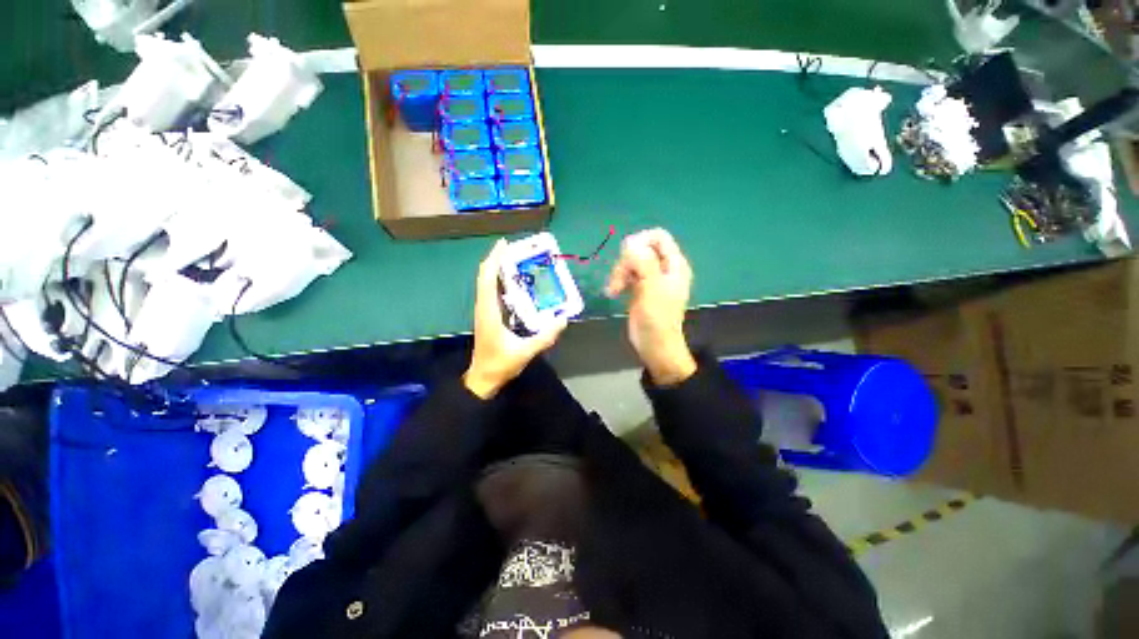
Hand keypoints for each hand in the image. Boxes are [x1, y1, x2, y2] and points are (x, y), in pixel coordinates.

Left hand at [464, 239, 566, 398]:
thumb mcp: (525, 352)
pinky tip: (515, 281)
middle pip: (485, 276)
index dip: (494, 259)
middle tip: (516, 249)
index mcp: (489, 312)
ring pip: (487, 283)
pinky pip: (491, 292)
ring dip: (498, 269)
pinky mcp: (488, 316)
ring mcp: (484, 311)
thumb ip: (545, 337)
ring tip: (516, 260)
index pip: (487, 279)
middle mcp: (484, 307)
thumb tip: (563, 319)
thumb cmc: (500, 364)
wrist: (483, 378)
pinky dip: (500, 281)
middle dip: (498, 259)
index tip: (505, 244)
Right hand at [605, 228, 696, 385]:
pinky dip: (619, 280)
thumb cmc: (657, 319)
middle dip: (626, 261)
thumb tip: (630, 243)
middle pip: (641, 249)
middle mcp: (663, 268)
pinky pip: (627, 274)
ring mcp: (651, 278)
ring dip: (619, 272)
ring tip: (614, 290)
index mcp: (674, 265)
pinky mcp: (640, 288)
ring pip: (631, 262)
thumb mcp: (652, 288)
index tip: (626, 256)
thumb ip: (644, 263)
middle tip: (619, 280)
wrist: (654, 345)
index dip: (640, 241)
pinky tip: (613, 292)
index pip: (658, 237)